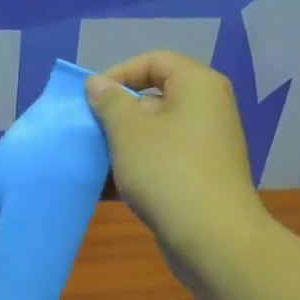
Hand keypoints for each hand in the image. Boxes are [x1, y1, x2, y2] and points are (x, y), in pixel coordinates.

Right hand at [86, 50, 264, 262]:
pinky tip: (106, 189)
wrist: (211, 238)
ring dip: (120, 147)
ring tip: (91, 163)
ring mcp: (205, 146)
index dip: (117, 73)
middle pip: (153, 99)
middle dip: (115, 115)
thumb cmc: (167, 172)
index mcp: (197, 85)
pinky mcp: (200, 178)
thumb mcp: (128, 131)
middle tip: (87, 133)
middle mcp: (207, 109)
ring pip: (154, 135)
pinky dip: (135, 170)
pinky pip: (161, 163)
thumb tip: (97, 84)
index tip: (89, 99)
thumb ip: (109, 102)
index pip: (154, 61)